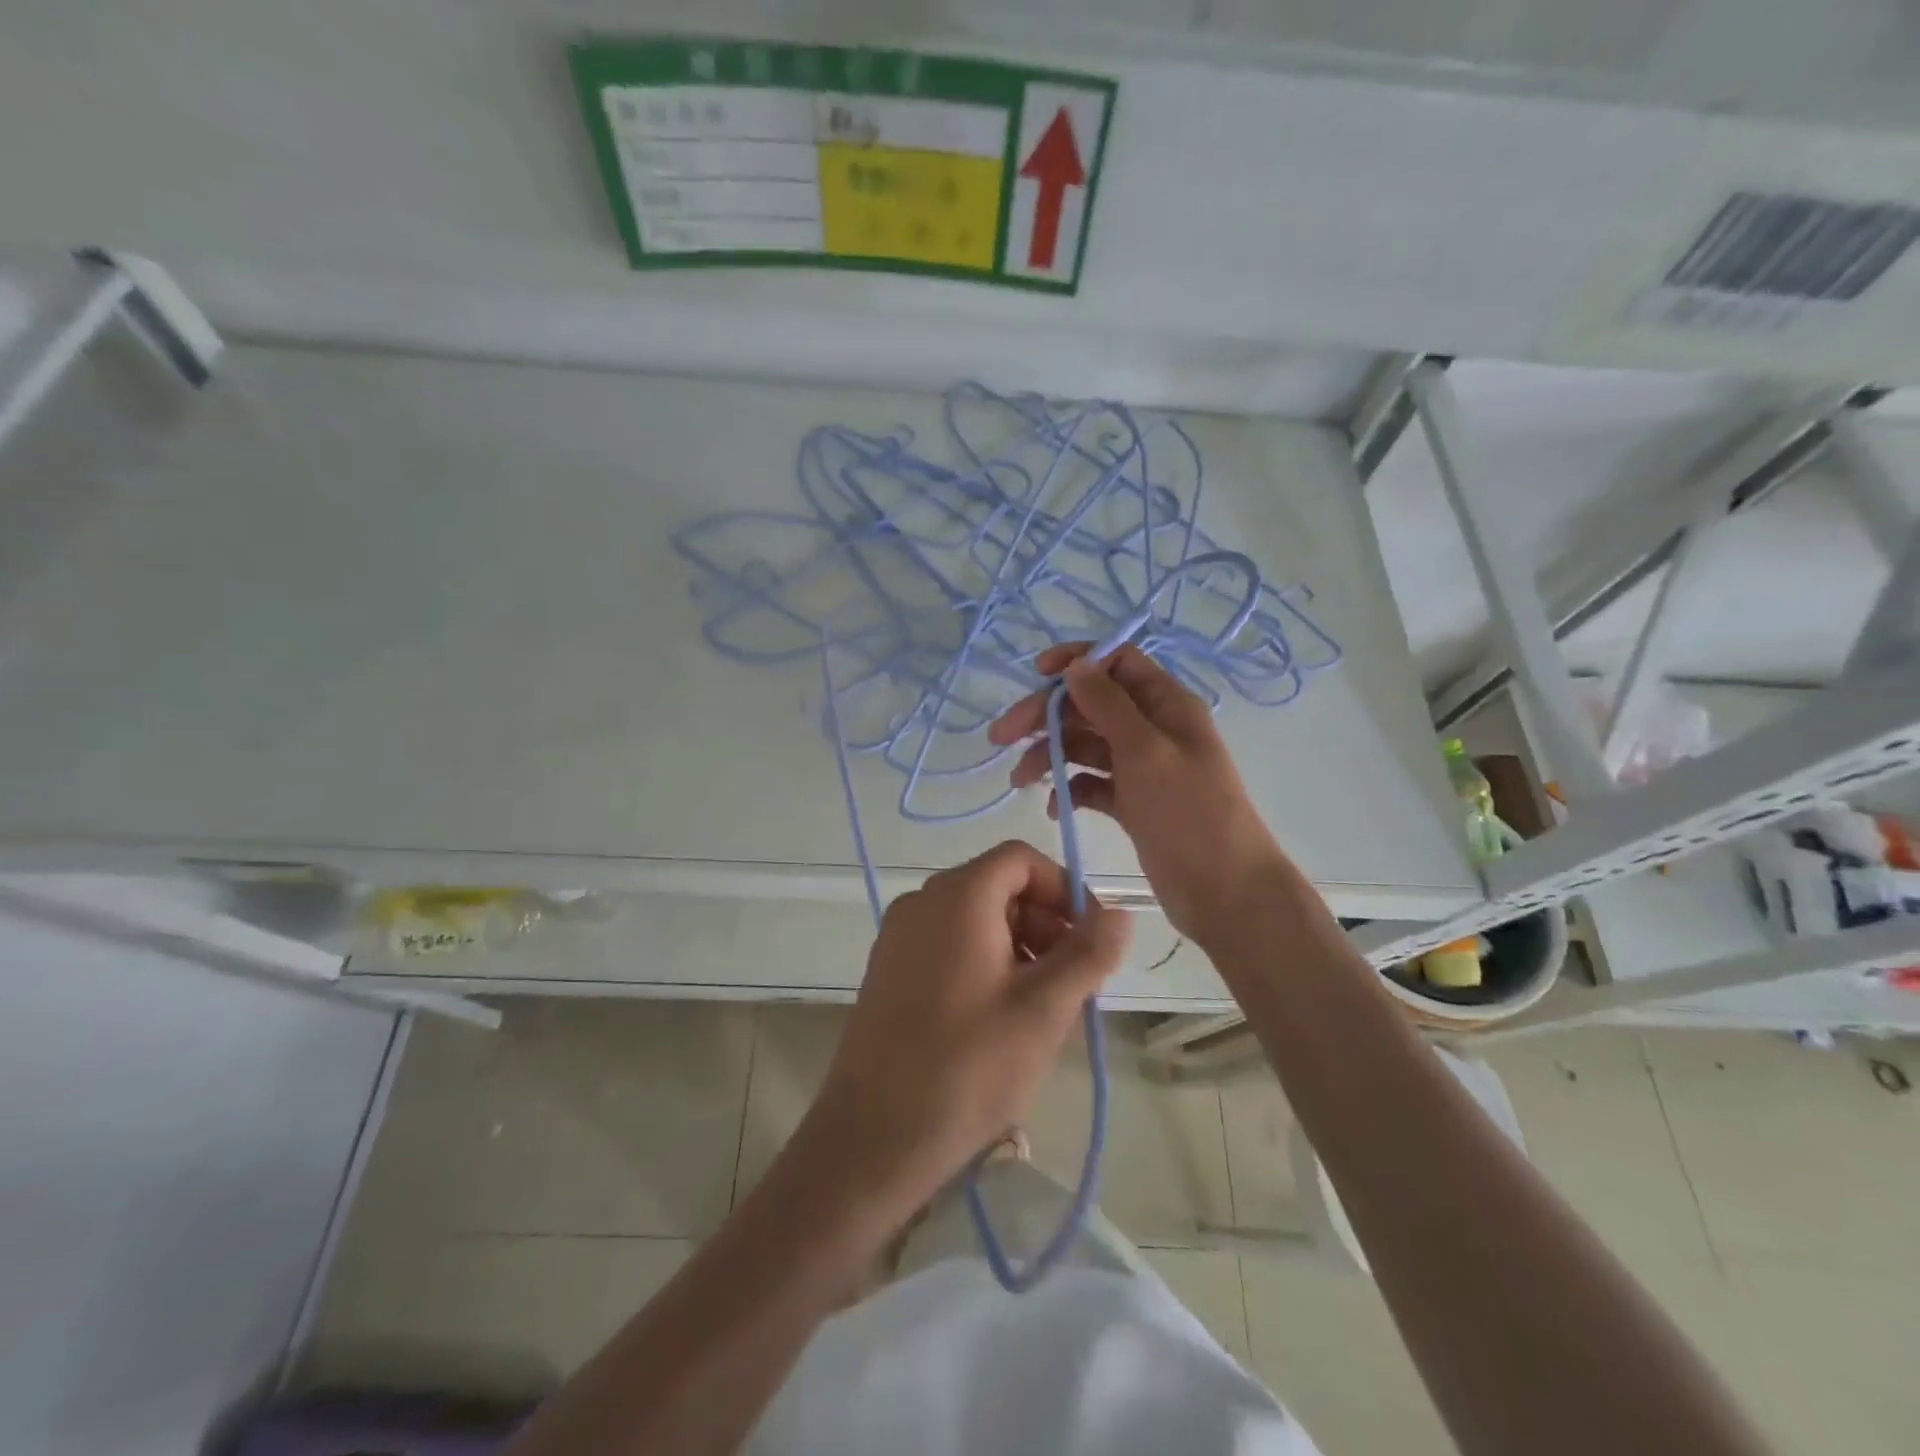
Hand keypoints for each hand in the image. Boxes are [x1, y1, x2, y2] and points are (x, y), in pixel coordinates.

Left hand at [806, 841, 1131, 1212]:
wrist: (873, 1138)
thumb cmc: (969, 1067)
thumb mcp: (1044, 1010)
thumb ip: (1088, 954)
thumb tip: (1121, 914)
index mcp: (957, 897)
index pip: (1020, 859)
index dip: (1063, 888)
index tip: (1090, 938)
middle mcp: (921, 902)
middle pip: (997, 886)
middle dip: (1045, 922)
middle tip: (1073, 981)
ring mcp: (898, 936)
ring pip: (974, 918)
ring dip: (1019, 945)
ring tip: (1042, 1007)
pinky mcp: (888, 970)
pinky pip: (948, 944)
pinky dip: (985, 961)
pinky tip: (1000, 1017)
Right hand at [988, 642, 1288, 942]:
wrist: (1226, 892)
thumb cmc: (1189, 813)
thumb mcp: (1145, 751)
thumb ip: (1108, 705)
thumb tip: (1076, 665)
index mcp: (1166, 705)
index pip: (1116, 662)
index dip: (1077, 662)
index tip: (1036, 675)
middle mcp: (1153, 730)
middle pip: (1090, 706)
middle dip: (1045, 716)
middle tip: (1000, 737)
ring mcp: (1142, 769)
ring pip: (1086, 747)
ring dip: (1050, 756)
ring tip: (1018, 781)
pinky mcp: (1133, 805)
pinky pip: (1093, 785)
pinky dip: (1070, 790)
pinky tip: (1052, 807)